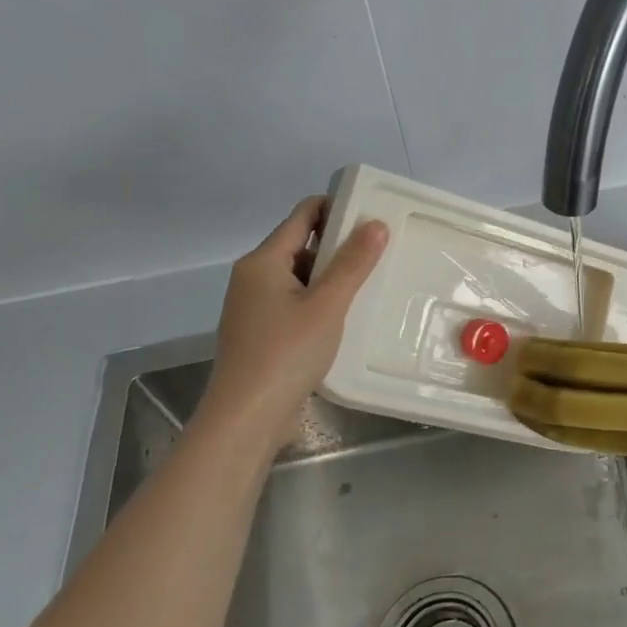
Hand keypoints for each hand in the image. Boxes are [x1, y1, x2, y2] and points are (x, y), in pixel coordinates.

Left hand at [197, 195, 387, 451]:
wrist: (246, 419)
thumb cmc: (286, 353)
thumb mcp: (327, 305)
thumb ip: (353, 263)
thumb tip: (376, 224)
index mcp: (262, 261)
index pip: (302, 215)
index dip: (336, 206)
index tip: (372, 212)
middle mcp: (252, 278)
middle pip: (300, 244)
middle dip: (339, 244)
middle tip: (381, 248)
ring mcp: (254, 308)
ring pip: (299, 277)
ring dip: (331, 275)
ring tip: (372, 279)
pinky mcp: (261, 334)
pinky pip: (295, 303)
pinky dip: (319, 301)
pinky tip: (347, 315)